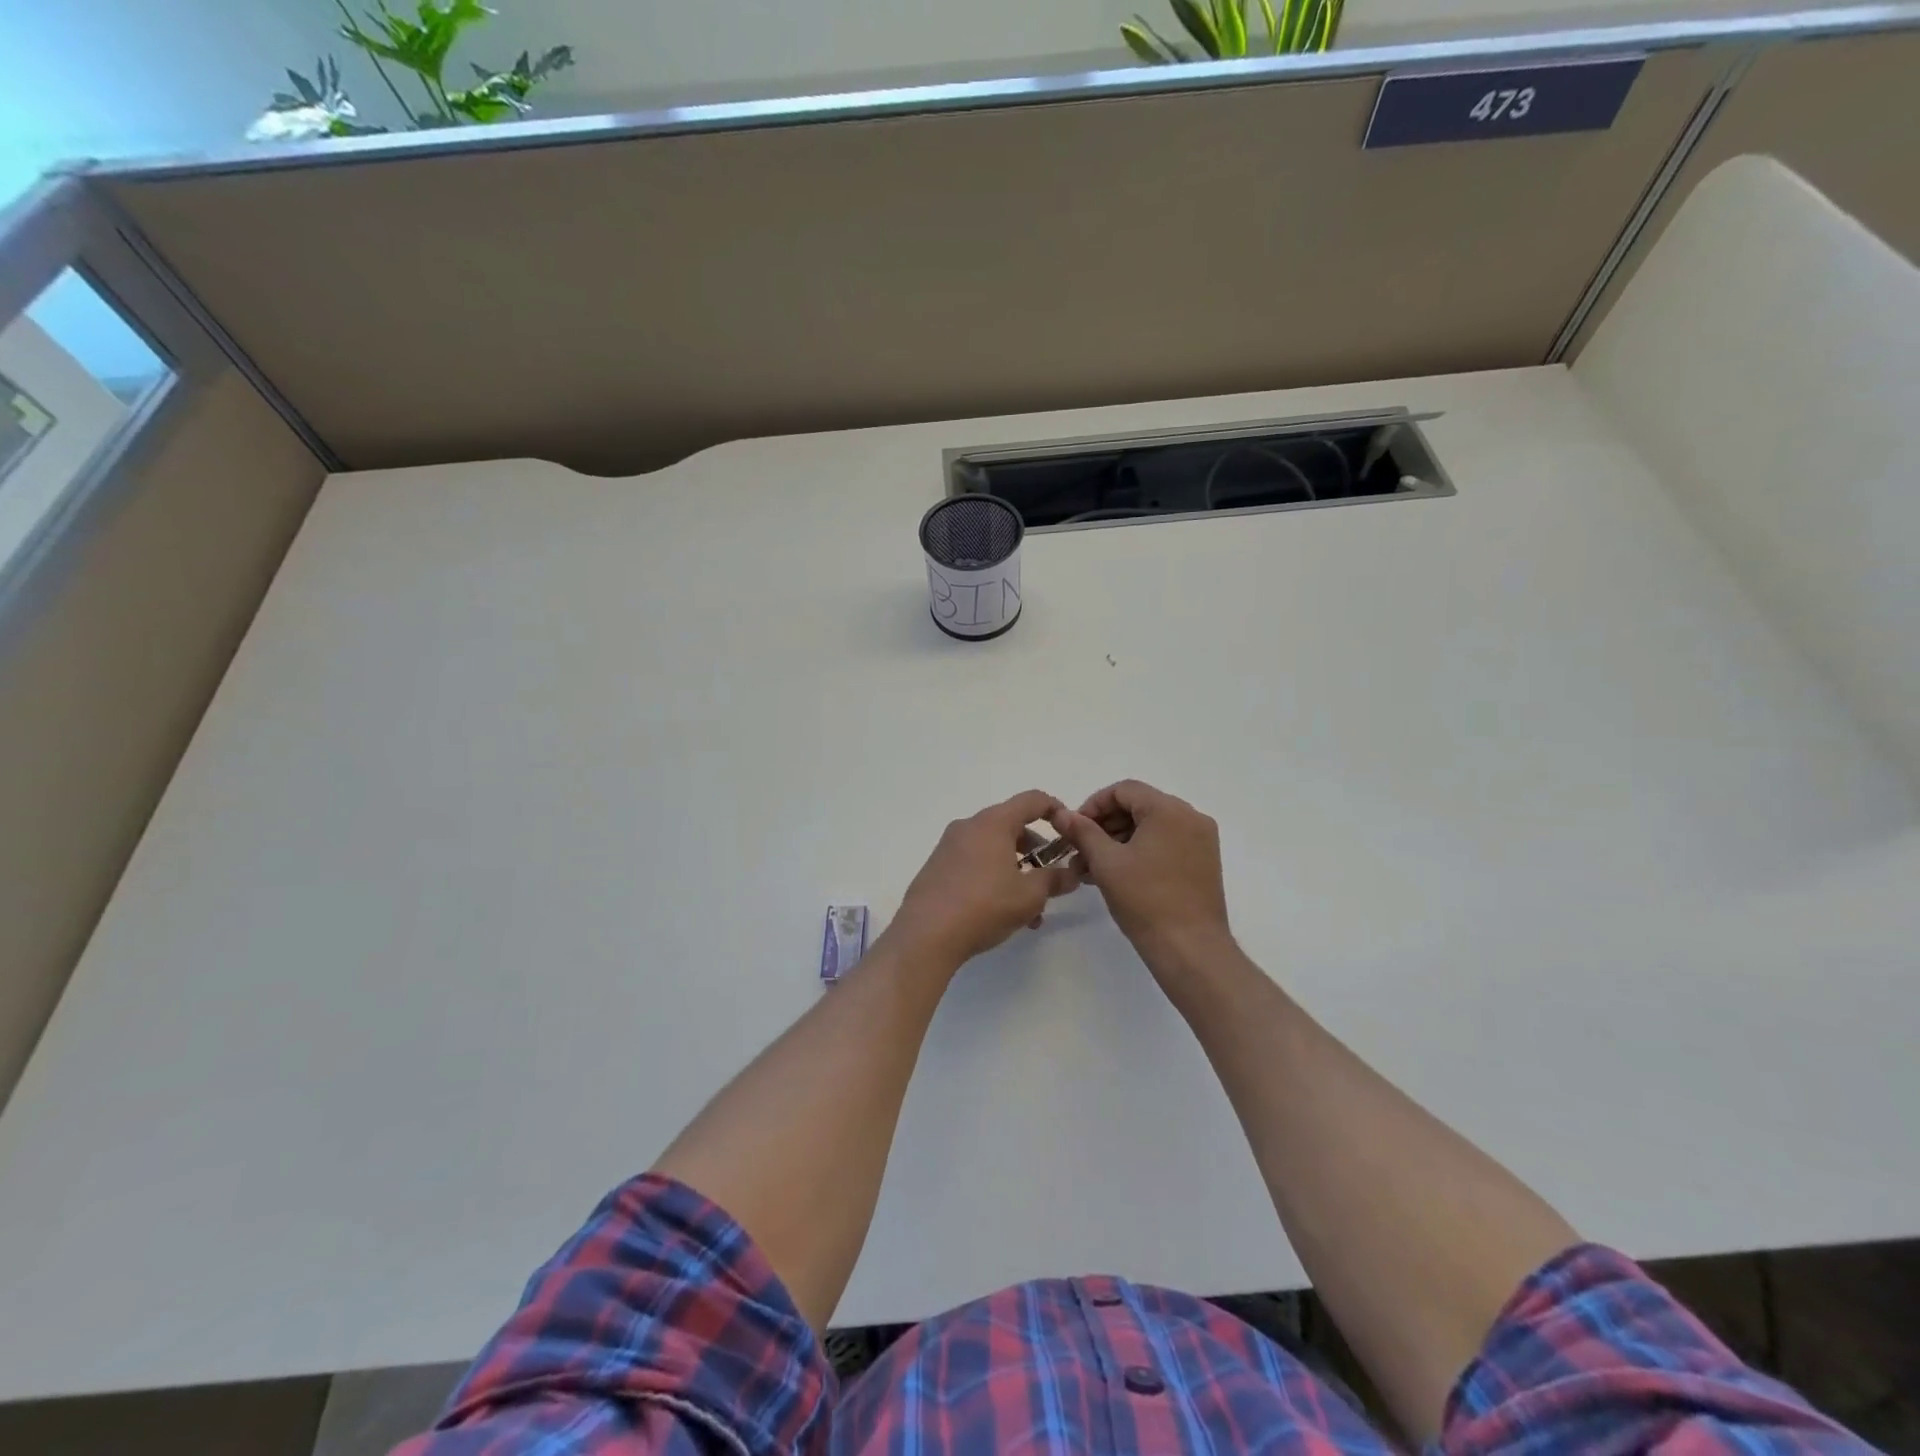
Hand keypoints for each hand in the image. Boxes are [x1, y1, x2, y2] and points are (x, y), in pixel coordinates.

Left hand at [888, 790, 1082, 971]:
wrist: (925, 935)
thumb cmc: (984, 906)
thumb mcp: (1029, 896)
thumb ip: (1054, 880)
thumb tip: (1071, 874)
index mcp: (993, 823)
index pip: (1032, 800)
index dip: (1056, 810)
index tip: (1070, 831)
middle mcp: (969, 826)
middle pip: (1011, 826)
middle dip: (1036, 851)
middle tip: (1050, 878)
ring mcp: (949, 846)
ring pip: (993, 849)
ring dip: (1016, 872)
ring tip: (1030, 911)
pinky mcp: (937, 867)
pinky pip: (974, 863)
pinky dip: (994, 878)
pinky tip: (1002, 914)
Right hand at [1054, 780, 1231, 966]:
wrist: (1190, 949)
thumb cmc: (1146, 900)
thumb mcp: (1106, 862)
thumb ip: (1082, 831)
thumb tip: (1062, 814)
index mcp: (1169, 810)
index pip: (1124, 790)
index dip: (1093, 806)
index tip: (1073, 830)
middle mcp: (1190, 817)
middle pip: (1138, 807)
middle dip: (1104, 826)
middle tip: (1079, 851)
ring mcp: (1201, 841)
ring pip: (1150, 827)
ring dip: (1118, 841)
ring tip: (1091, 869)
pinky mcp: (1203, 862)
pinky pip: (1165, 844)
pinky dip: (1139, 852)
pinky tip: (1115, 875)